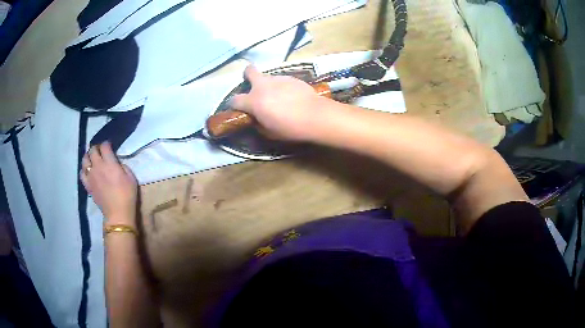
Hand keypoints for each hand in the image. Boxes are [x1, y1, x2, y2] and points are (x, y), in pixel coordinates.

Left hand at [80, 142, 137, 225]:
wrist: (118, 213)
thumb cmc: (127, 195)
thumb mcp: (131, 177)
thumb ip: (123, 166)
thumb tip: (116, 163)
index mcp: (110, 163)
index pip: (104, 146)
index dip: (106, 144)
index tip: (109, 146)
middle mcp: (98, 166)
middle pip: (92, 150)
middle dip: (96, 148)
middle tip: (100, 152)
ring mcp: (91, 176)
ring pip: (85, 159)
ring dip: (88, 157)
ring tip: (92, 159)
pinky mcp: (88, 185)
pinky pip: (82, 173)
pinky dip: (84, 169)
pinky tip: (88, 171)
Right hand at [230, 65, 327, 140]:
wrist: (315, 115)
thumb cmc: (289, 127)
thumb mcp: (269, 132)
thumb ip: (258, 123)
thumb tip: (256, 118)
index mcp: (253, 101)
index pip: (234, 100)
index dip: (234, 105)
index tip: (239, 109)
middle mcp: (262, 85)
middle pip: (249, 71)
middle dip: (248, 75)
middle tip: (254, 86)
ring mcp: (277, 79)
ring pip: (267, 77)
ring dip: (268, 85)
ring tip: (279, 97)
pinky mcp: (291, 77)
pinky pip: (281, 80)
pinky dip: (282, 87)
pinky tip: (291, 96)